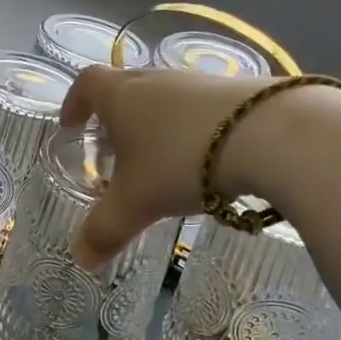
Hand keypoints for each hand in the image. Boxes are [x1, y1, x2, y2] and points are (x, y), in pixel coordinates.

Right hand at [60, 65, 270, 265]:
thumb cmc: (181, 162)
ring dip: (155, 123)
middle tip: (113, 151)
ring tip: (159, 160)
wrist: (269, 135)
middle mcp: (155, 79)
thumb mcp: (136, 203)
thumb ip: (105, 230)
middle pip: (125, 88)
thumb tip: (81, 260)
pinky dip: (191, 128)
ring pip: (164, 98)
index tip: (71, 125)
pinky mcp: (237, 89)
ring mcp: (198, 81)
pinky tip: (205, 159)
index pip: (86, 84)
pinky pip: (200, 107)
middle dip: (114, 118)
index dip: (74, 103)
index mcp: (120, 96)